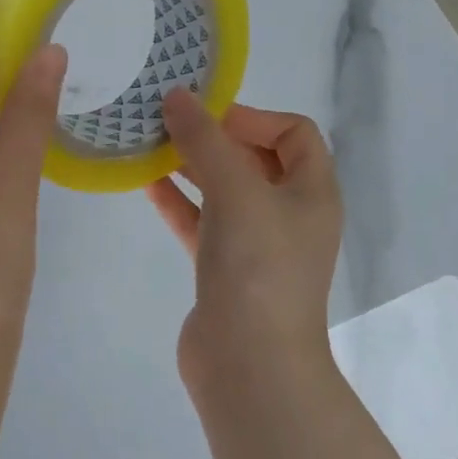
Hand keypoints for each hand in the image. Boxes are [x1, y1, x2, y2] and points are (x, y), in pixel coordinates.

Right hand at [144, 92, 343, 376]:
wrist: (249, 363)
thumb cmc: (257, 266)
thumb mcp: (235, 190)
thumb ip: (204, 139)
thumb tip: (176, 95)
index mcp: (312, 192)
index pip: (294, 133)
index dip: (253, 116)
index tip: (206, 115)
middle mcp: (289, 214)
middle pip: (255, 158)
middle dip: (214, 137)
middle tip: (168, 123)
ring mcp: (256, 244)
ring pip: (223, 190)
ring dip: (191, 166)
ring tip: (149, 145)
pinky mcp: (224, 269)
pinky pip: (201, 222)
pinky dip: (178, 201)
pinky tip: (144, 183)